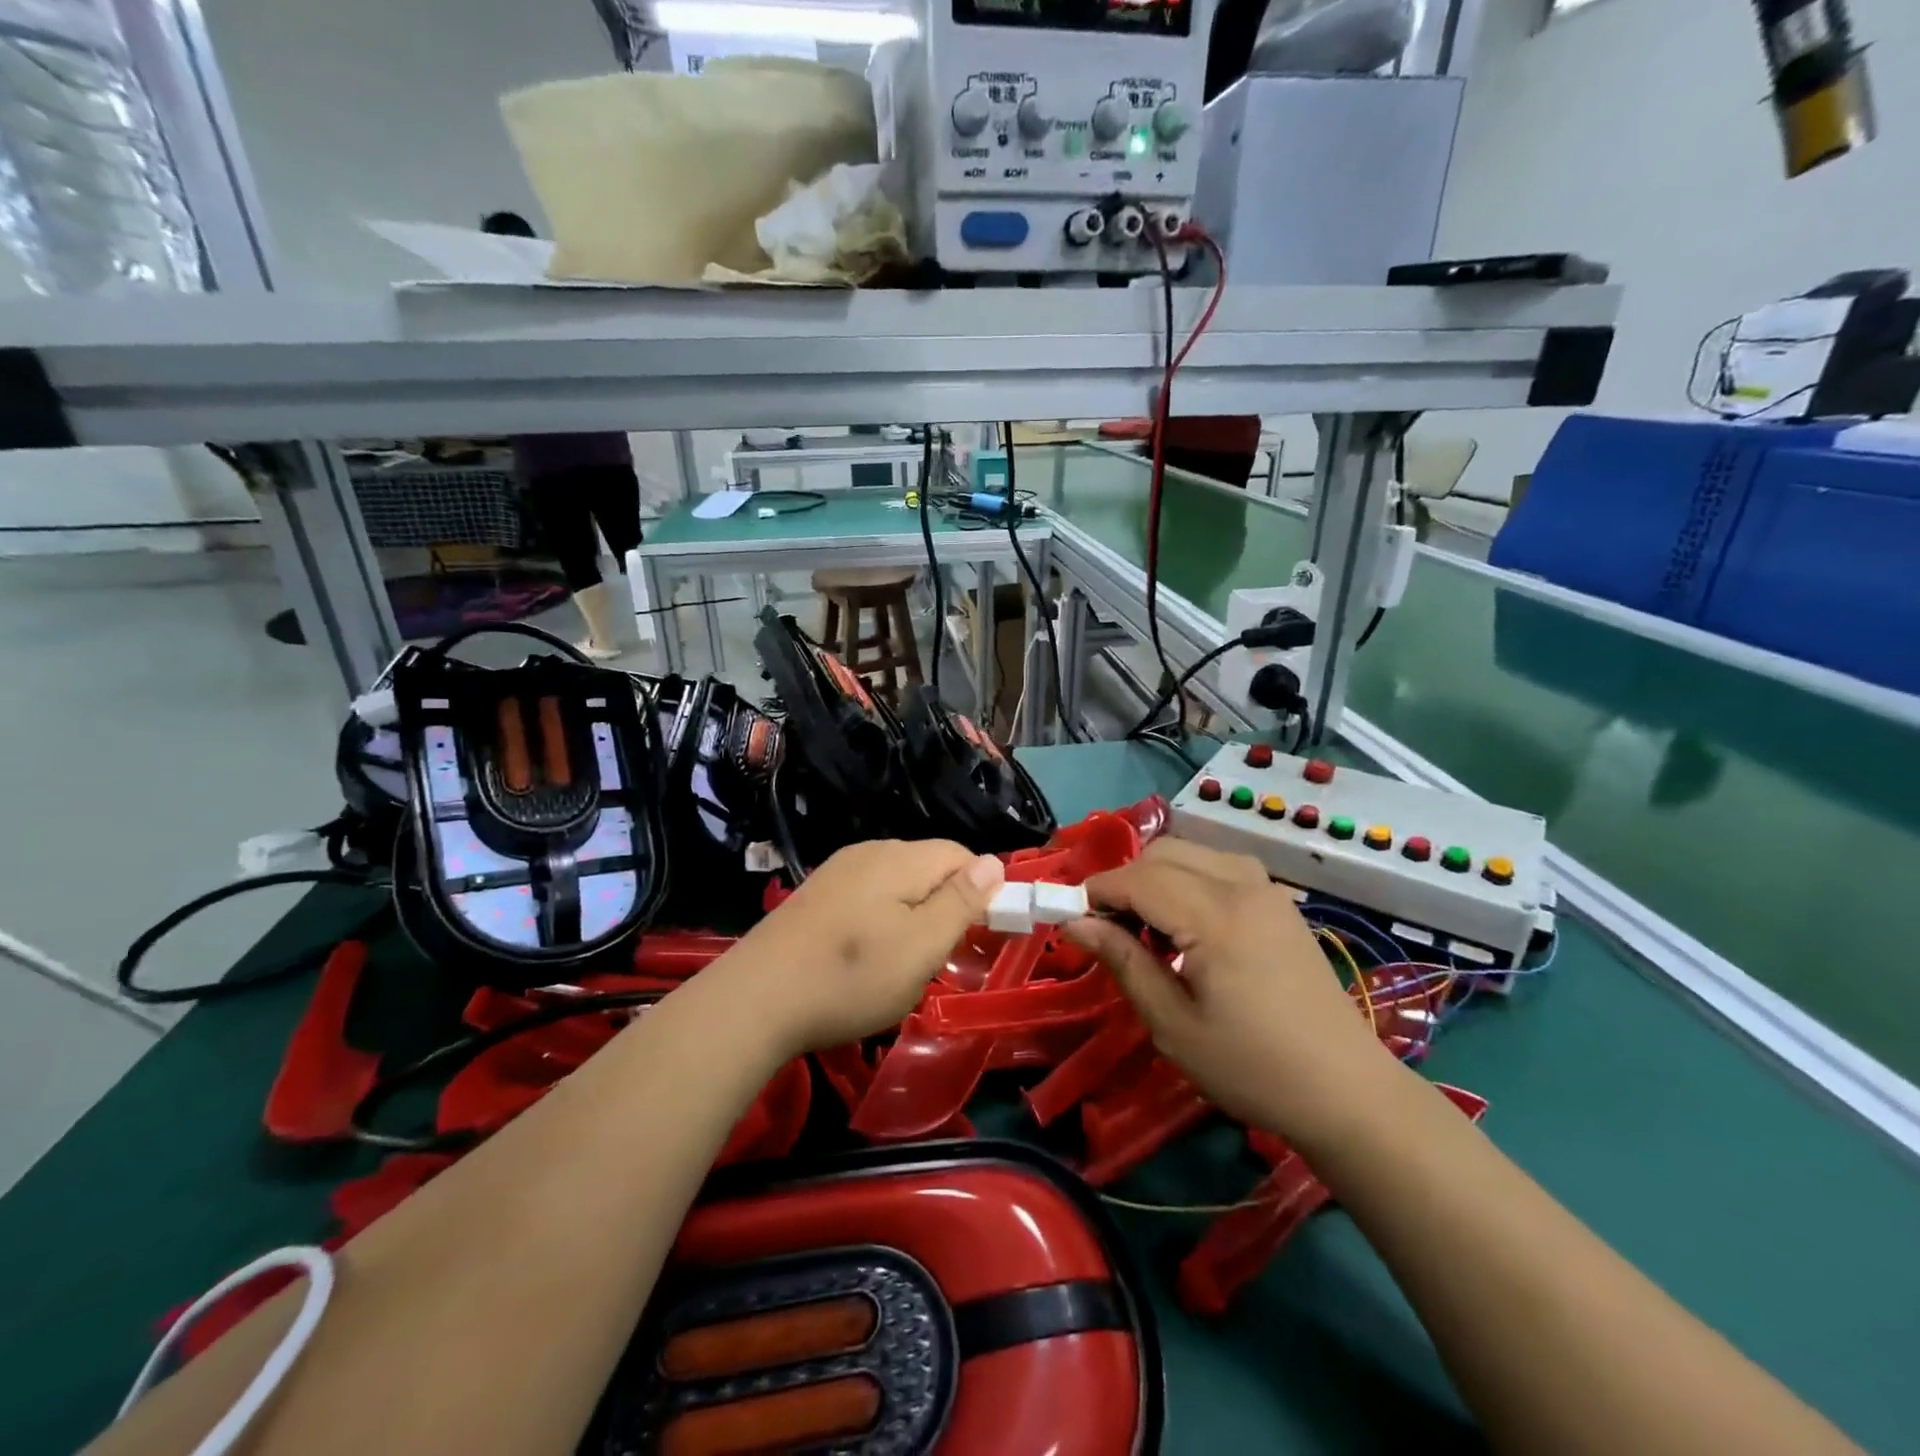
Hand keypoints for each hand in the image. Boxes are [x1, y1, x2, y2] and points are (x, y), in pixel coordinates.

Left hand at [729, 840, 1004, 1056]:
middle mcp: (869, 852)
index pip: (961, 855)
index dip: (980, 890)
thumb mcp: (922, 946)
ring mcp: (837, 871)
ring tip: (900, 964)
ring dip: (912, 917)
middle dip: (944, 906)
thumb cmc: (851, 977)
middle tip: (938, 957)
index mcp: (901, 858)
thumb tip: (994, 862)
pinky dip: (879, 922)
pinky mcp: (815, 896)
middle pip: (928, 867)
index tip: (978, 935)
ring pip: (897, 884)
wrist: (755, 1001)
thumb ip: (961, 902)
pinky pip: (866, 897)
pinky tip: (862, 958)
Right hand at [1064, 838, 1391, 1139]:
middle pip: (1164, 853)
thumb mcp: (1173, 1025)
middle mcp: (1243, 886)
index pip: (1138, 878)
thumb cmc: (1253, 1068)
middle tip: (1109, 929)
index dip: (1096, 891)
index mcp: (1216, 916)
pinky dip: (1189, 879)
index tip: (1069, 917)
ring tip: (1148, 928)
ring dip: (1157, 876)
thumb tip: (1075, 923)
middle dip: (1125, 880)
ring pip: (1192, 852)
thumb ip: (1123, 961)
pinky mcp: (1280, 902)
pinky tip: (1188, 926)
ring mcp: (1267, 890)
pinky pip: (1220, 866)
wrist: (1348, 1092)